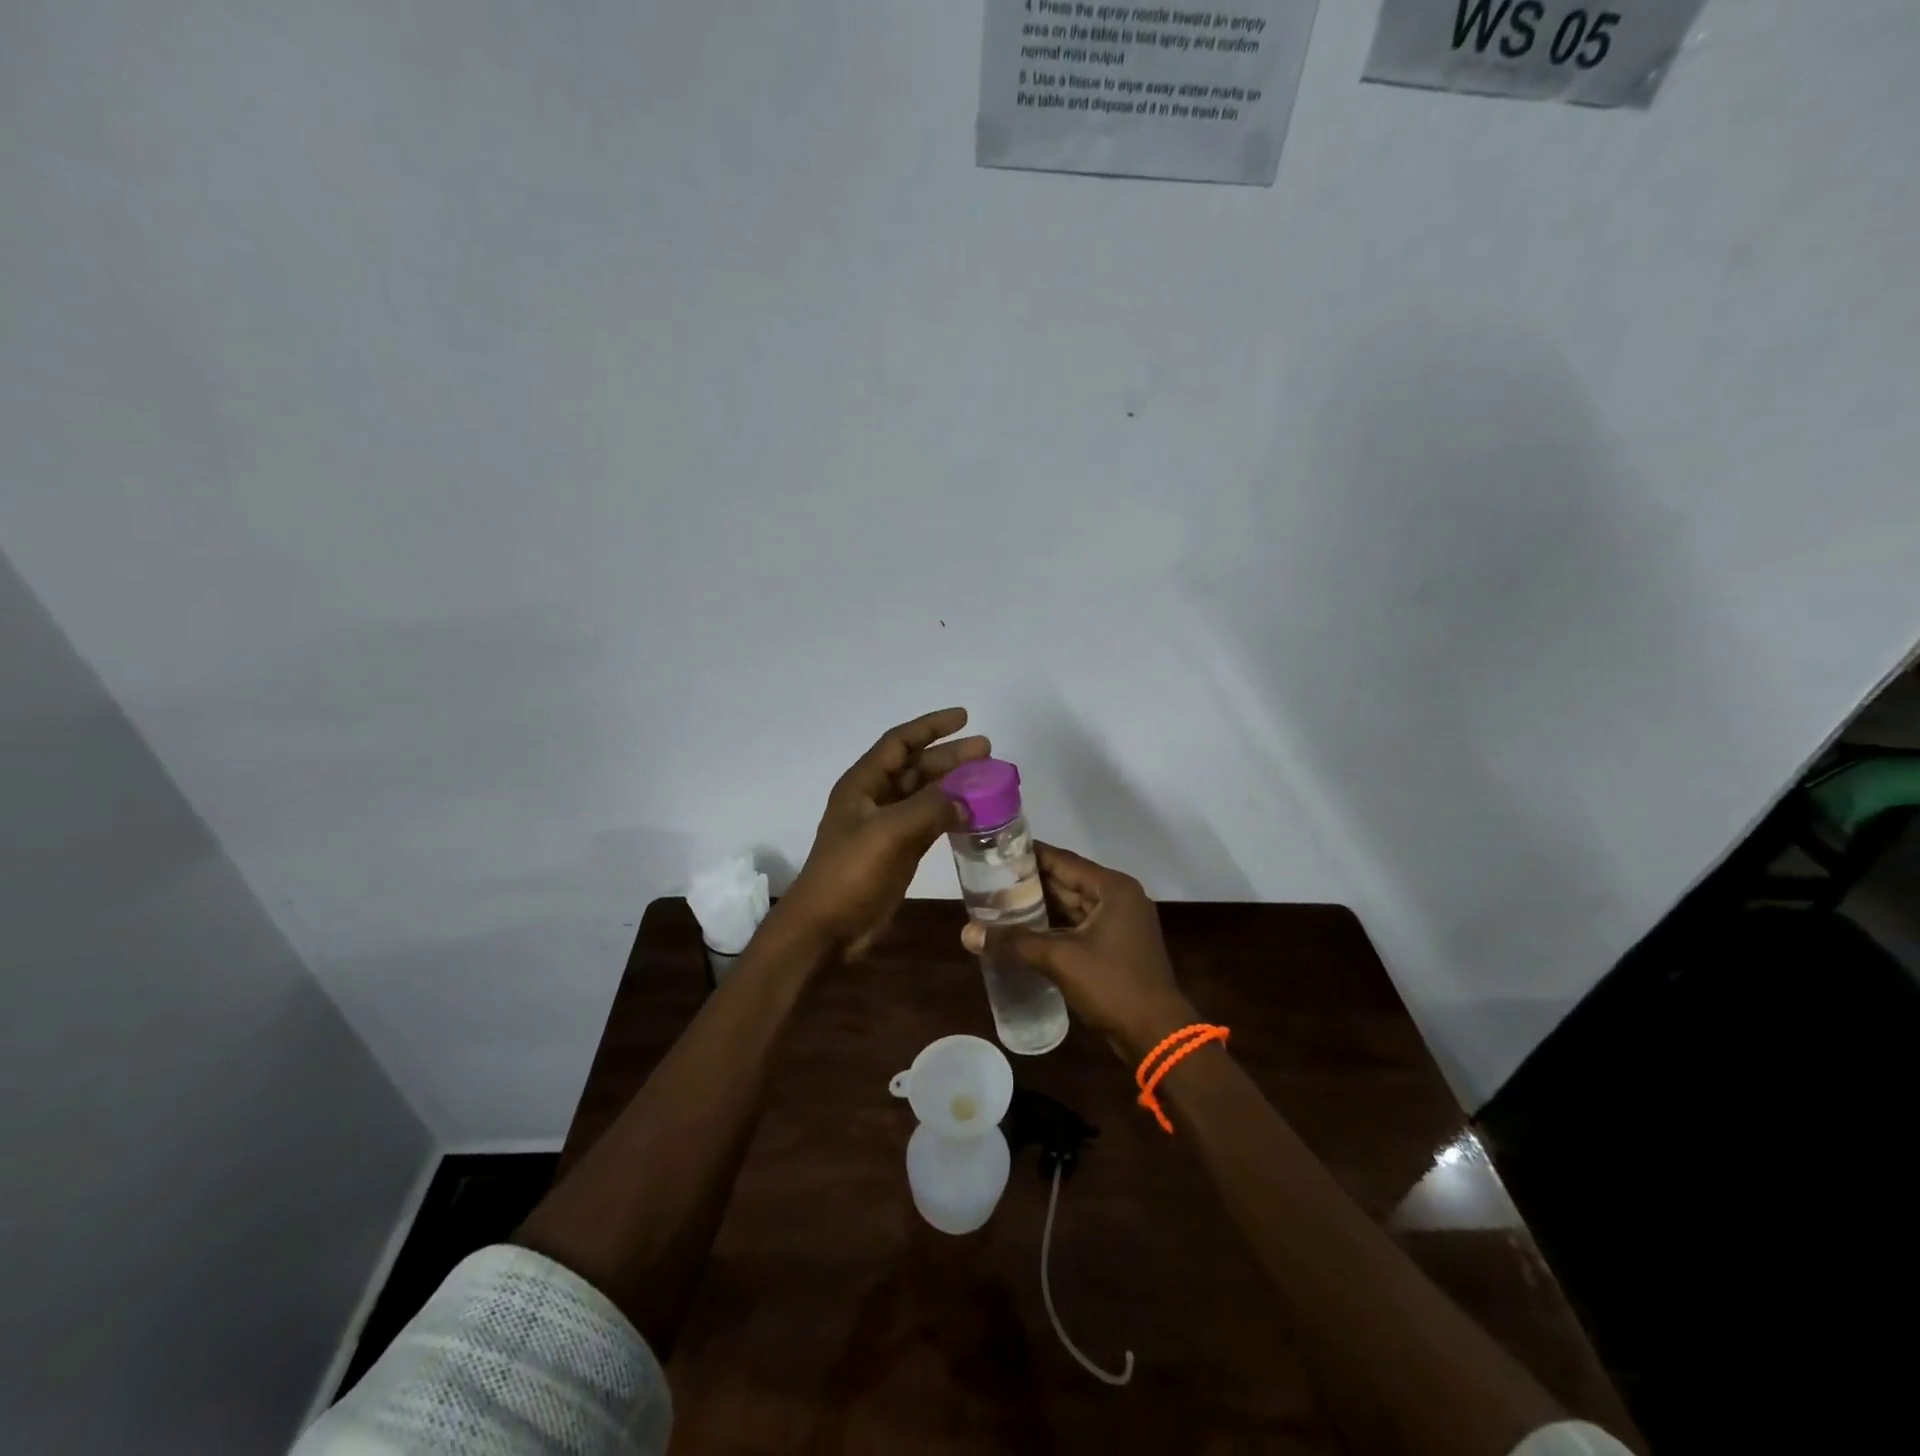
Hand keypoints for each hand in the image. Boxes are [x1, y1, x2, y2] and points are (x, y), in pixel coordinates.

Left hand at [779, 708, 988, 959]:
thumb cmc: (850, 873)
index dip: (931, 727)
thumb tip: (965, 799)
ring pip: (925, 795)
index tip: (964, 717)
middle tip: (987, 750)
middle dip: (950, 756)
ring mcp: (886, 826)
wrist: (827, 927)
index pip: (900, 743)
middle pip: (917, 767)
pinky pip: (929, 822)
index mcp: (863, 784)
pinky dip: (951, 815)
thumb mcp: (888, 833)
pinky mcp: (898, 851)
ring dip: (954, 785)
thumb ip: (929, 809)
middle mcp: (875, 799)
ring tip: (988, 779)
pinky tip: (975, 815)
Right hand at [960, 844, 1196, 1060]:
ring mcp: (1118, 924)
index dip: (1028, 855)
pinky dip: (1051, 928)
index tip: (995, 852)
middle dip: (1029, 883)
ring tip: (997, 904)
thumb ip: (1015, 943)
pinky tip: (1022, 933)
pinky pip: (1076, 927)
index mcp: (1112, 888)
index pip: (1063, 860)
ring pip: (1070, 906)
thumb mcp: (1061, 960)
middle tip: (988, 880)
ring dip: (1038, 907)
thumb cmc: (1114, 986)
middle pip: (1066, 881)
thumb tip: (968, 933)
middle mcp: (1117, 898)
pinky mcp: (1114, 947)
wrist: (1157, 1036)